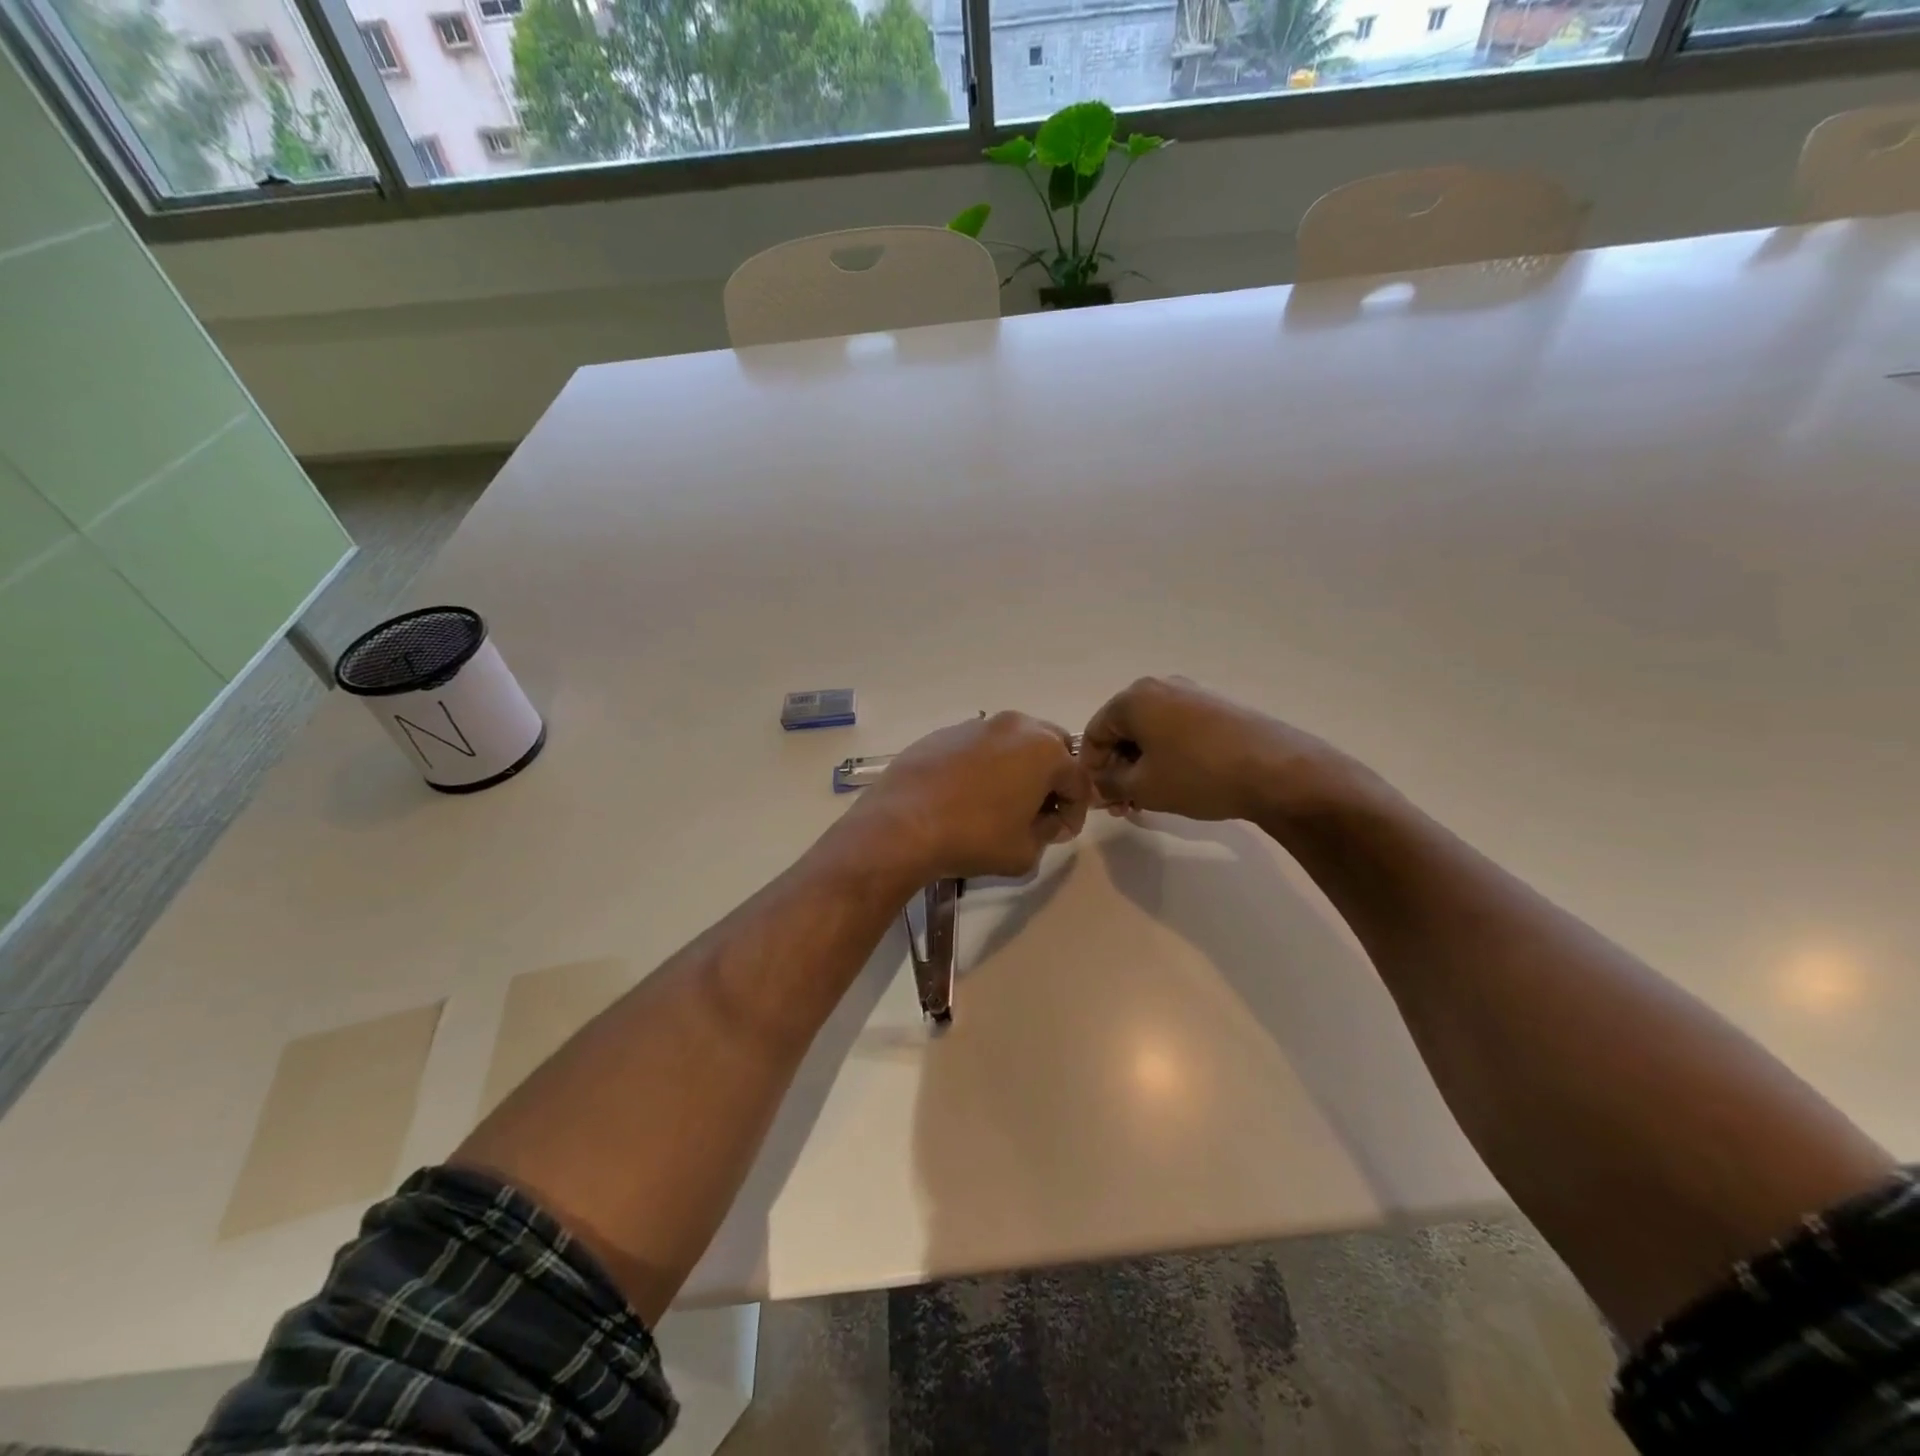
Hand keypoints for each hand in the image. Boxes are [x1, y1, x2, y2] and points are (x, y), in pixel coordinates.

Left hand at [849, 712, 1091, 881]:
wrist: (902, 824)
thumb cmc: (974, 838)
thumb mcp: (1026, 852)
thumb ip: (1048, 832)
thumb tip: (1045, 820)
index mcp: (1045, 750)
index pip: (1078, 781)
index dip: (1074, 812)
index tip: (1059, 833)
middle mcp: (1015, 726)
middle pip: (1051, 749)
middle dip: (1051, 779)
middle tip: (1036, 811)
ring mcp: (976, 725)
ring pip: (1013, 743)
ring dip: (1017, 768)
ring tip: (1000, 802)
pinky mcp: (944, 732)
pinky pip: (978, 746)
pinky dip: (983, 765)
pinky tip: (965, 794)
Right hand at [1080, 676, 1345, 823]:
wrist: (1277, 771)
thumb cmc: (1197, 775)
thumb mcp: (1143, 787)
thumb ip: (1109, 784)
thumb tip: (1098, 784)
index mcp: (1133, 698)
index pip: (1094, 733)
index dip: (1091, 768)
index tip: (1099, 798)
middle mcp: (1160, 686)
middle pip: (1123, 729)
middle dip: (1117, 768)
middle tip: (1122, 804)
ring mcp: (1192, 694)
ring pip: (1151, 732)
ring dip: (1142, 765)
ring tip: (1148, 800)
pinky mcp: (1217, 708)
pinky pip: (1176, 730)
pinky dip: (1167, 755)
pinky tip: (1176, 783)